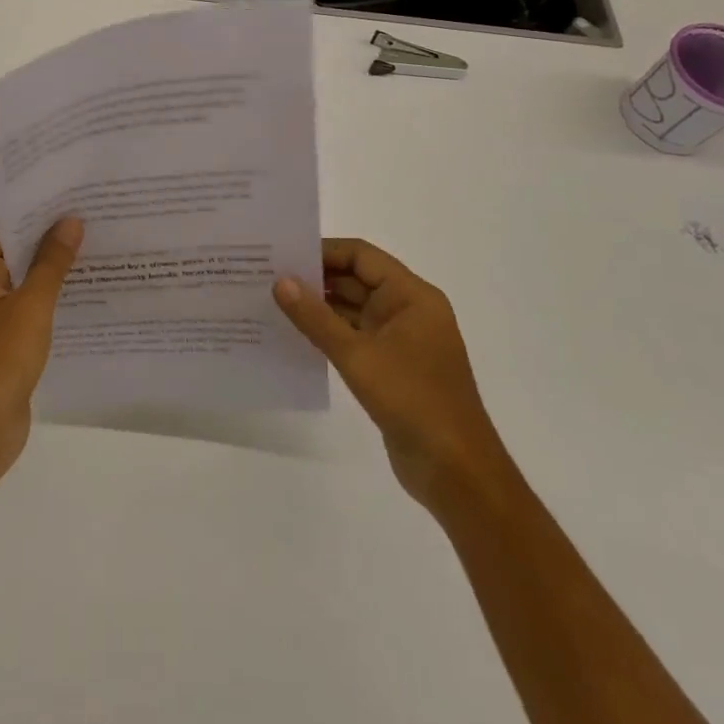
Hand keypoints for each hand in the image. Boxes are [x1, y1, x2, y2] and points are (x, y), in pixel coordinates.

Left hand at [0, 217, 82, 489]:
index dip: (39, 214)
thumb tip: (70, 221)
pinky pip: (23, 310)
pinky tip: (85, 296)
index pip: (3, 228)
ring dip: (52, 273)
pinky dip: (48, 302)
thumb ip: (51, 262)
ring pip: (21, 283)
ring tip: (98, 253)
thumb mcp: (30, 307)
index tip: (76, 200)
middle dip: (51, 242)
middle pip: (12, 253)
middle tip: (96, 222)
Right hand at [276, 239, 507, 513]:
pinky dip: (328, 334)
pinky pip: (355, 338)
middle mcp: (409, 310)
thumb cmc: (412, 400)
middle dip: (315, 279)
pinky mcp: (392, 367)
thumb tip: (281, 282)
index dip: (323, 252)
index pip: (361, 256)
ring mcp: (401, 341)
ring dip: (319, 308)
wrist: (455, 471)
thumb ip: (316, 317)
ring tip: (273, 303)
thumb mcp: (358, 355)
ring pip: (353, 310)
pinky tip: (295, 336)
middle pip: (356, 280)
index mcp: (412, 296)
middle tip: (268, 277)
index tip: (283, 254)